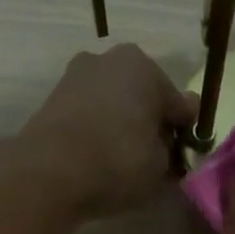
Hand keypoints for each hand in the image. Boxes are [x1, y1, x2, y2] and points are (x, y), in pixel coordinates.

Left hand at [17, 46, 196, 215]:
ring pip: (114, 104)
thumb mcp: (162, 167)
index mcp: (145, 67)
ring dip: (123, 126)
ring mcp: (76, 76)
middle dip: (151, 124)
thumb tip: (172, 146)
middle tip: (155, 160)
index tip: (184, 160)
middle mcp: (109, 60)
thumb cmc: (119, 162)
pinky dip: (98, 132)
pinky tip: (99, 159)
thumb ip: (173, 152)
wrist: (49, 173)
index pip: (179, 104)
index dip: (185, 135)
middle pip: (143, 97)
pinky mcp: (52, 99)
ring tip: (126, 163)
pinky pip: (89, 115)